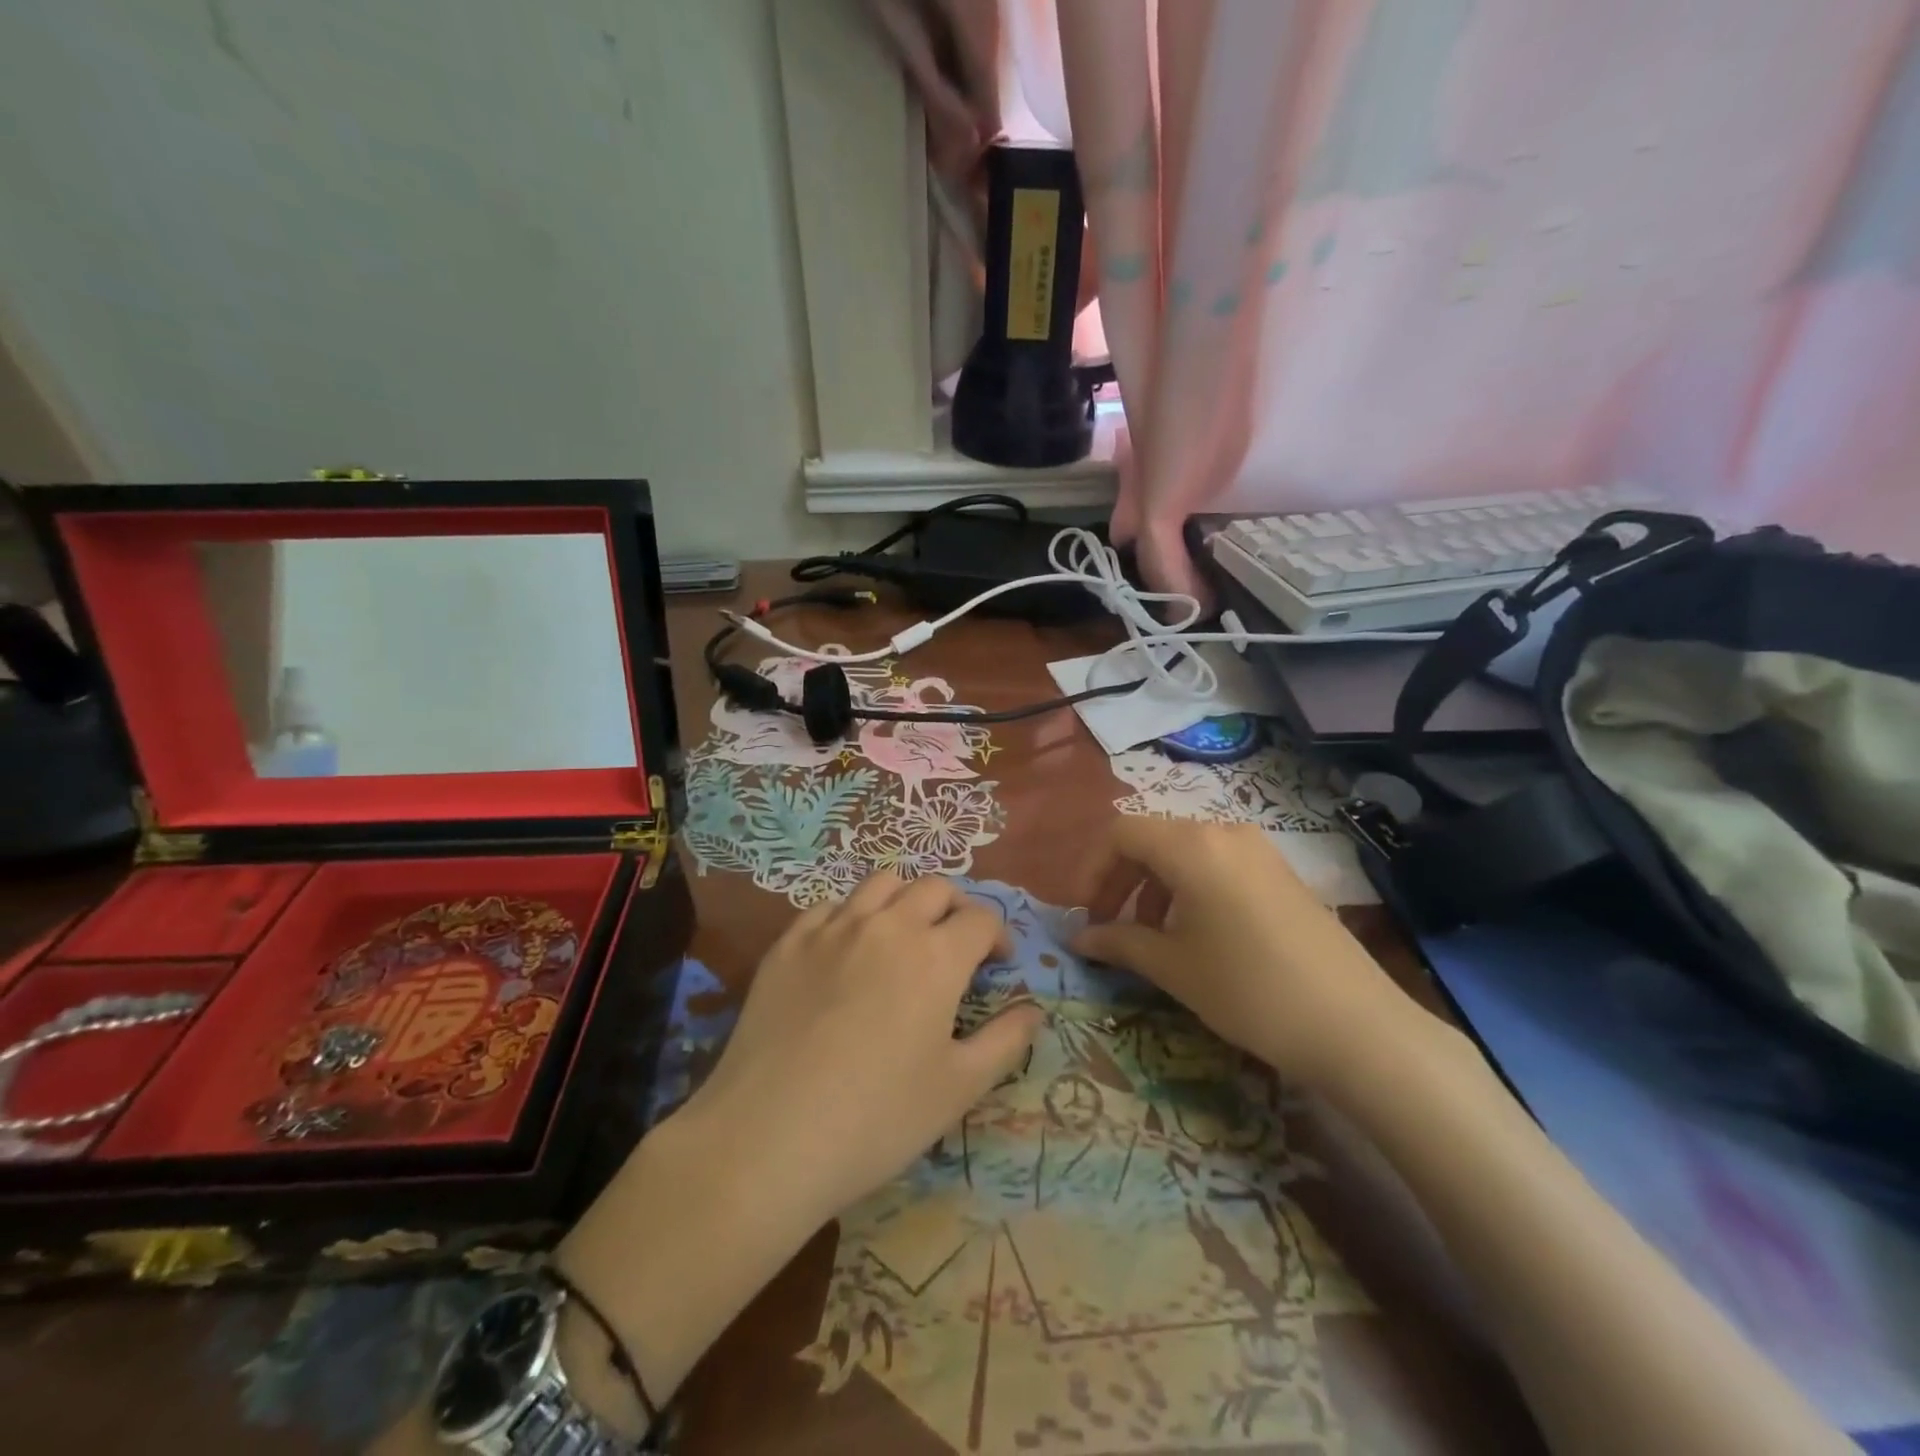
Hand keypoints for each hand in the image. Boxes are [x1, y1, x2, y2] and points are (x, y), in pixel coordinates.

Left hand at [682, 872, 1043, 1232]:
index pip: (980, 919)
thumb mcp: (959, 1088)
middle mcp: (887, 925)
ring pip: (881, 883)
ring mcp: (832, 928)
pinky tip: (847, 950)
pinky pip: (829, 906)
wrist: (768, 1138)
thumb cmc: (877, 1119)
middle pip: (934, 888)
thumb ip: (1005, 1041)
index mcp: (935, 955)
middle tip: (956, 946)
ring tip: (904, 936)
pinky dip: (852, 914)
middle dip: (956, 909)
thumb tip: (1034, 1010)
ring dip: (905, 900)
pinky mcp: (788, 943)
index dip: (998, 935)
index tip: (998, 963)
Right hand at [1072, 818, 1429, 1093]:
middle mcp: (1224, 832)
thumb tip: (1078, 939)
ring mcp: (1258, 849)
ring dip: (1155, 887)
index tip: (1086, 915)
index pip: (1121, 834)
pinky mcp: (1280, 872)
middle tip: (1110, 928)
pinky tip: (1197, 934)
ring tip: (1152, 937)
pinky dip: (1190, 889)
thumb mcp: (1173, 967)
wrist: (1355, 1025)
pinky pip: (1218, 864)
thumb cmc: (1248, 990)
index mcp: (1191, 845)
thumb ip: (1118, 942)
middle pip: (1152, 839)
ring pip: (1185, 852)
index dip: (1093, 871)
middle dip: (1122, 880)